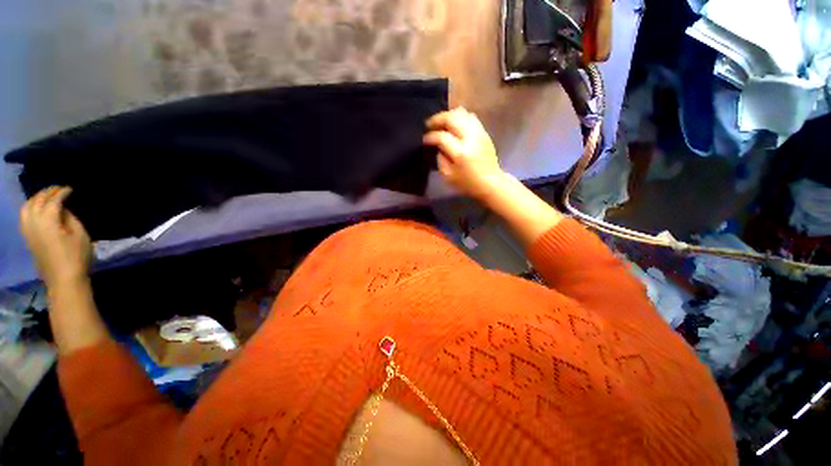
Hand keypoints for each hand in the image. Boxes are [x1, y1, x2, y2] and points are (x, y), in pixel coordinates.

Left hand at [19, 187, 91, 286]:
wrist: (64, 280)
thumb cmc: (77, 256)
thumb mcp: (80, 235)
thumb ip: (70, 219)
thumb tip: (63, 210)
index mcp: (48, 220)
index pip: (53, 200)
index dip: (61, 193)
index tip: (70, 189)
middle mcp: (34, 222)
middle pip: (36, 201)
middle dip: (46, 193)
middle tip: (58, 190)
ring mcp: (28, 231)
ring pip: (26, 208)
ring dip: (35, 199)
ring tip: (46, 197)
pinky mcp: (27, 238)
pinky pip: (24, 217)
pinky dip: (30, 209)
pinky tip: (37, 211)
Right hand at [424, 107, 505, 199]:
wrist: (491, 182)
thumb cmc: (468, 183)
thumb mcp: (448, 176)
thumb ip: (440, 159)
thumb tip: (438, 146)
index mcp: (460, 152)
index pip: (441, 137)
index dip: (430, 136)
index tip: (424, 139)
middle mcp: (470, 138)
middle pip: (451, 118)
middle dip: (437, 119)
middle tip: (429, 125)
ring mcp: (479, 133)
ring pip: (461, 113)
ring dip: (448, 116)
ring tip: (441, 123)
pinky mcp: (484, 132)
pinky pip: (470, 117)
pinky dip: (459, 117)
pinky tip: (454, 124)